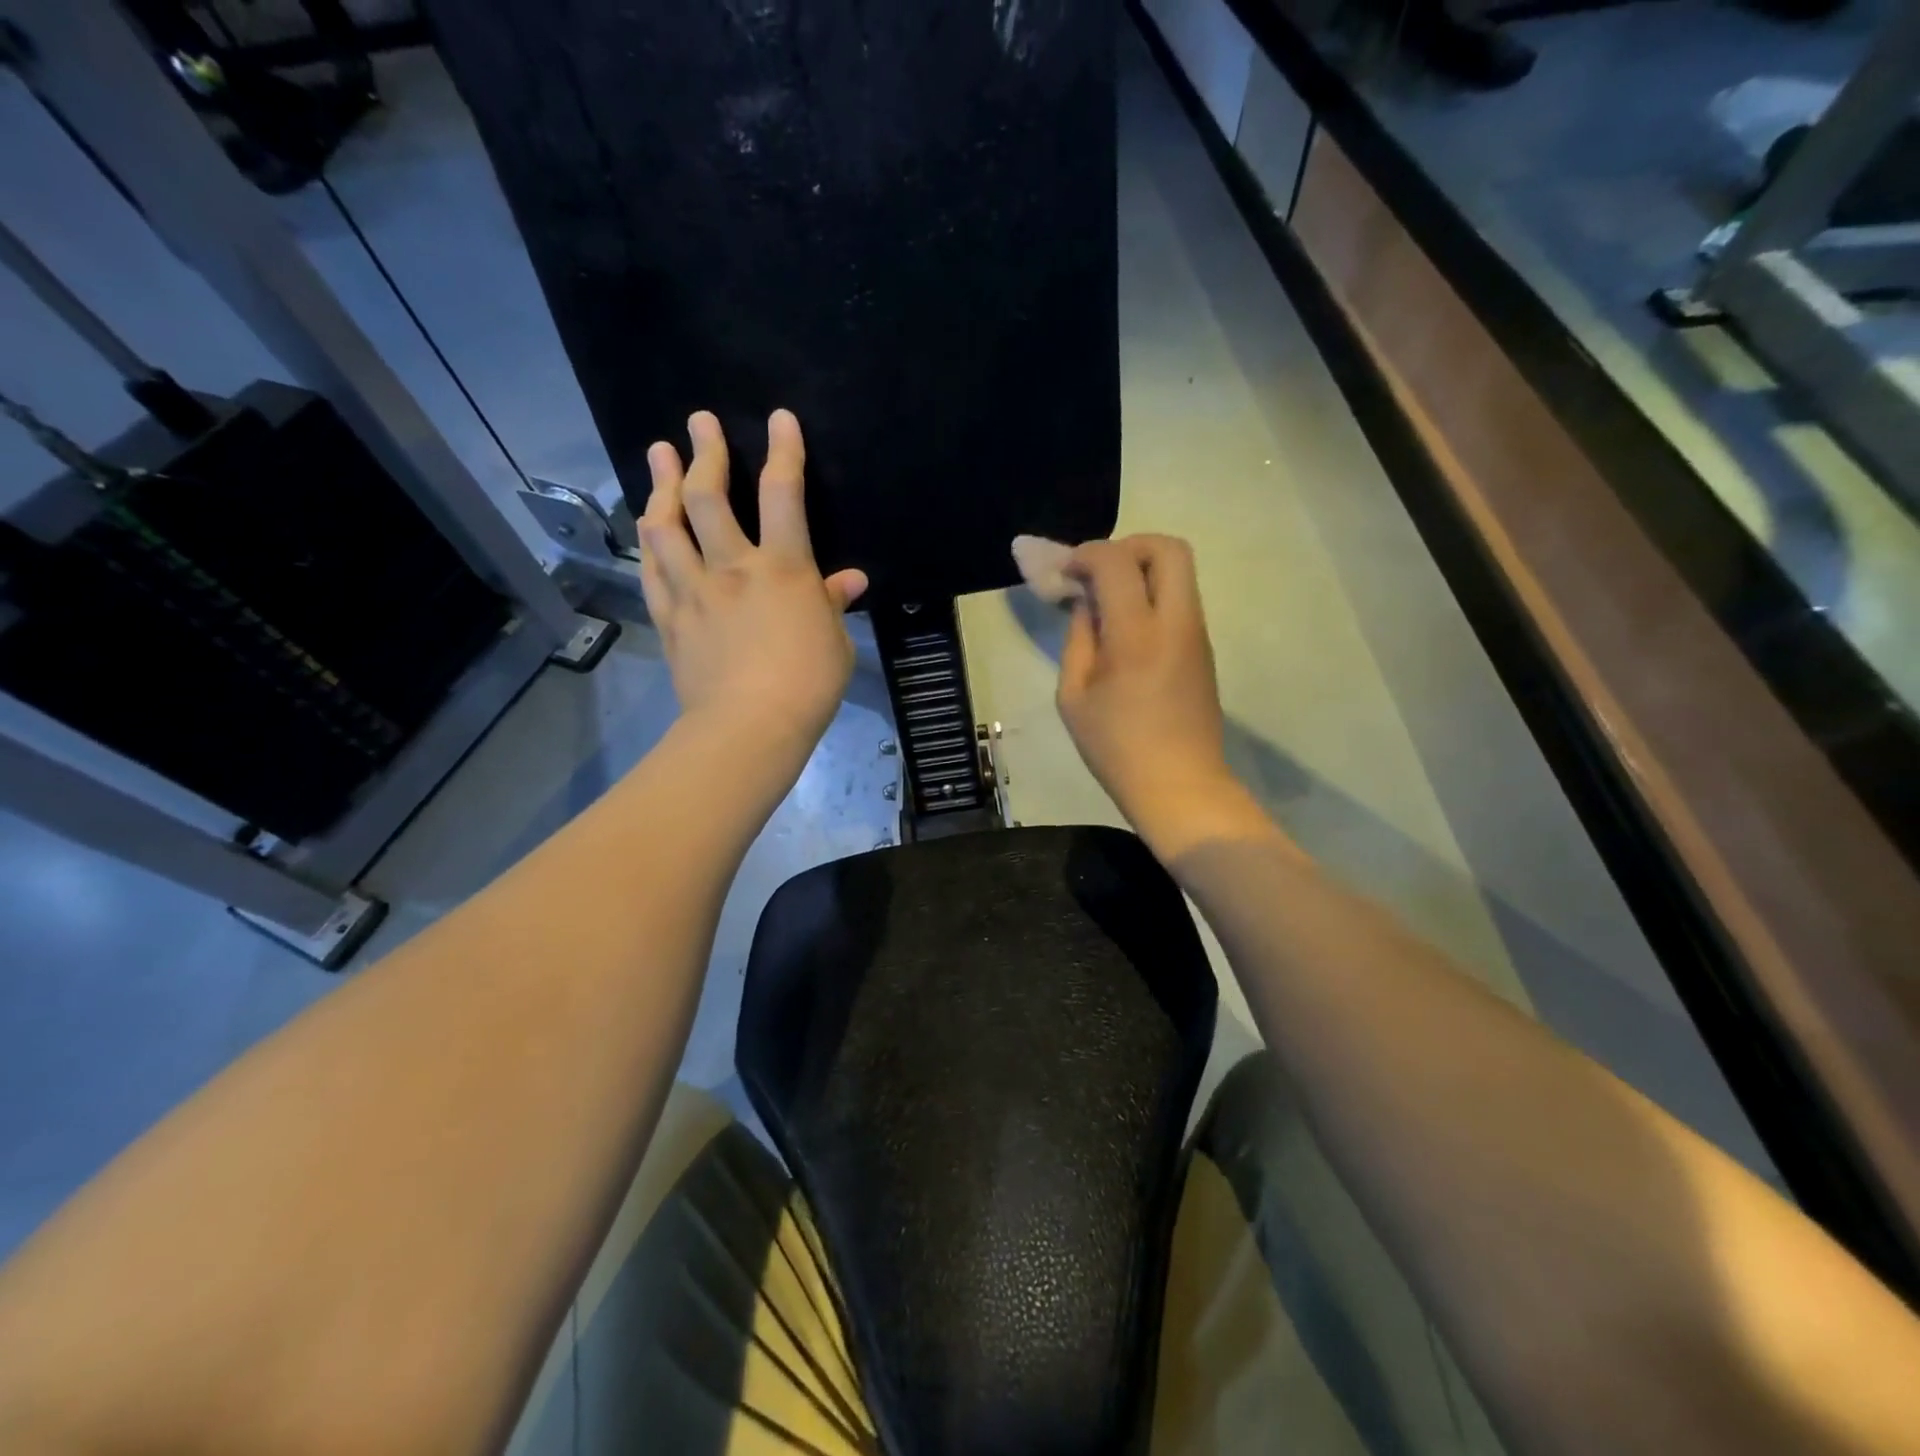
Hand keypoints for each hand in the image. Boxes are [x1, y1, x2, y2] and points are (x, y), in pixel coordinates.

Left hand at [639, 409, 866, 763]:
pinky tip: (647, 524)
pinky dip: (649, 540)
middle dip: (704, 452)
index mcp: (783, 569)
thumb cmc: (808, 686)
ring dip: (661, 484)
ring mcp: (694, 591)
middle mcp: (732, 567)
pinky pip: (652, 569)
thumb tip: (850, 580)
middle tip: (698, 422)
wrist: (749, 727)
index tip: (779, 419)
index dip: (783, 451)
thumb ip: (833, 603)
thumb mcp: (835, 643)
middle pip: (709, 496)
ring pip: (666, 525)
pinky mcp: (671, 618)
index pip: (783, 494)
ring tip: (658, 456)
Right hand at [1057, 536, 1269, 859]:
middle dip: (1128, 546)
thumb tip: (1086, 604)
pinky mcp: (1204, 648)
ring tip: (1109, 601)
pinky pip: (1181, 599)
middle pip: (1168, 548)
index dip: (1086, 554)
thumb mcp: (1074, 696)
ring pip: (1180, 571)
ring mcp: (1197, 634)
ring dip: (1142, 570)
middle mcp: (1176, 622)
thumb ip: (1079, 639)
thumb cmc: (1116, 748)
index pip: (1116, 562)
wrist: (1180, 786)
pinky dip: (1153, 594)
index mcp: (1136, 636)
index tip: (1066, 572)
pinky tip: (1127, 626)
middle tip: (1099, 573)